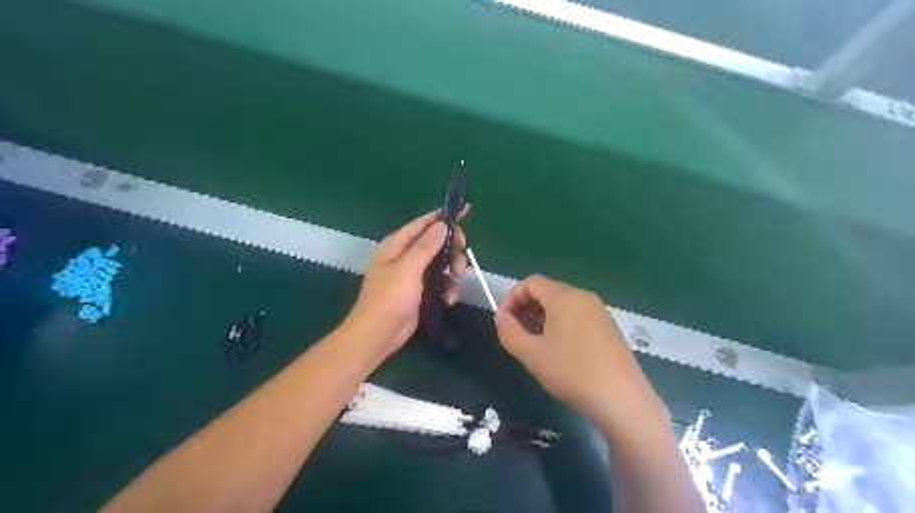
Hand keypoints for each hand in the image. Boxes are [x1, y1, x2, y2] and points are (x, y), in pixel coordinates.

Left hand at [346, 207, 471, 358]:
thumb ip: (426, 246)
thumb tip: (442, 225)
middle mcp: (406, 256)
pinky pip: (441, 282)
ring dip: (453, 271)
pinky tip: (449, 299)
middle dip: (452, 250)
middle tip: (462, 258)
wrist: (379, 334)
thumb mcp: (408, 269)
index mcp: (397, 245)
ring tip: (455, 282)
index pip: (423, 223)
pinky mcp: (421, 291)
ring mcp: (414, 274)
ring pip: (442, 263)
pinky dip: (448, 288)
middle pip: (436, 243)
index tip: (465, 211)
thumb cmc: (389, 298)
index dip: (443, 217)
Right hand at [498, 275, 669, 433]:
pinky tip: (558, 350)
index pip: (531, 283)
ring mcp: (599, 311)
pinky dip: (560, 323)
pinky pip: (577, 315)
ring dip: (541, 316)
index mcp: (565, 297)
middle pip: (547, 291)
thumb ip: (509, 332)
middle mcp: (584, 297)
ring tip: (534, 343)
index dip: (511, 298)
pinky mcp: (608, 327)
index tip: (503, 322)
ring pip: (562, 304)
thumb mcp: (532, 354)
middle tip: (515, 333)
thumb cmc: (572, 373)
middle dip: (525, 308)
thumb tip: (501, 317)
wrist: (622, 400)